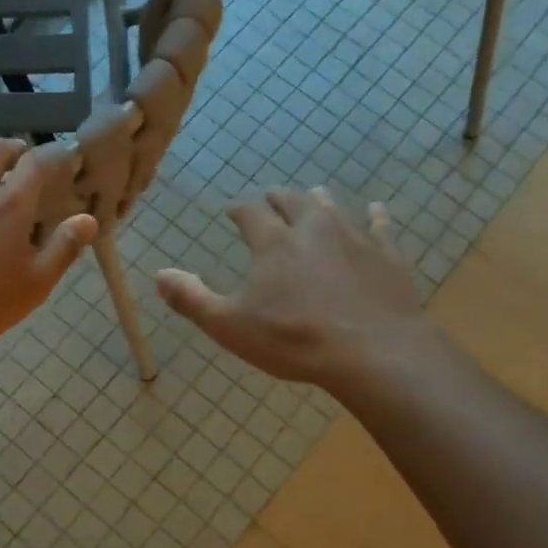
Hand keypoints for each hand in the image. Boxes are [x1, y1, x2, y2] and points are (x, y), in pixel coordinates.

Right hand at [156, 188, 441, 396]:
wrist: (371, 352)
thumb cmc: (293, 340)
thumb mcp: (230, 326)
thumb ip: (193, 299)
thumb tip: (159, 275)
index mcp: (274, 243)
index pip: (250, 214)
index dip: (239, 211)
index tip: (232, 211)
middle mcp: (313, 229)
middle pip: (292, 202)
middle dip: (277, 199)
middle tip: (270, 198)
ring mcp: (354, 238)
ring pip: (333, 208)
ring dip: (318, 201)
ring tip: (314, 196)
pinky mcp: (387, 255)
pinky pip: (380, 226)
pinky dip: (375, 216)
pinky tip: (376, 210)